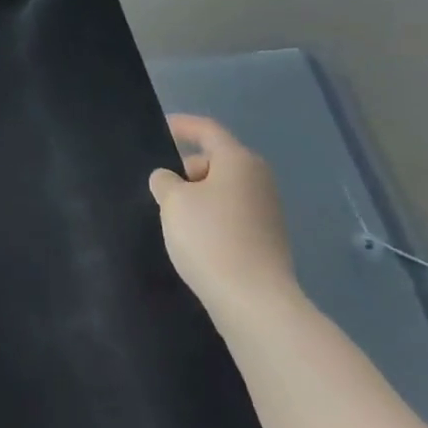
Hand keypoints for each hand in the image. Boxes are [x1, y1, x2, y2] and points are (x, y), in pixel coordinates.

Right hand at [149, 115, 298, 325]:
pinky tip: (194, 239)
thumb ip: (165, 181)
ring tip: (172, 216)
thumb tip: (169, 179)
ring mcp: (267, 211)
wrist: (254, 302)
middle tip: (159, 188)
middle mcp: (258, 179)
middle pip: (216, 161)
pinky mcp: (267, 239)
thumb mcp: (173, 202)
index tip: (161, 128)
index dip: (183, 125)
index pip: (207, 130)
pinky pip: (231, 215)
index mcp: (239, 161)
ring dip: (198, 196)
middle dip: (186, 169)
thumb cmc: (210, 238)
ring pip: (223, 190)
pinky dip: (211, 218)